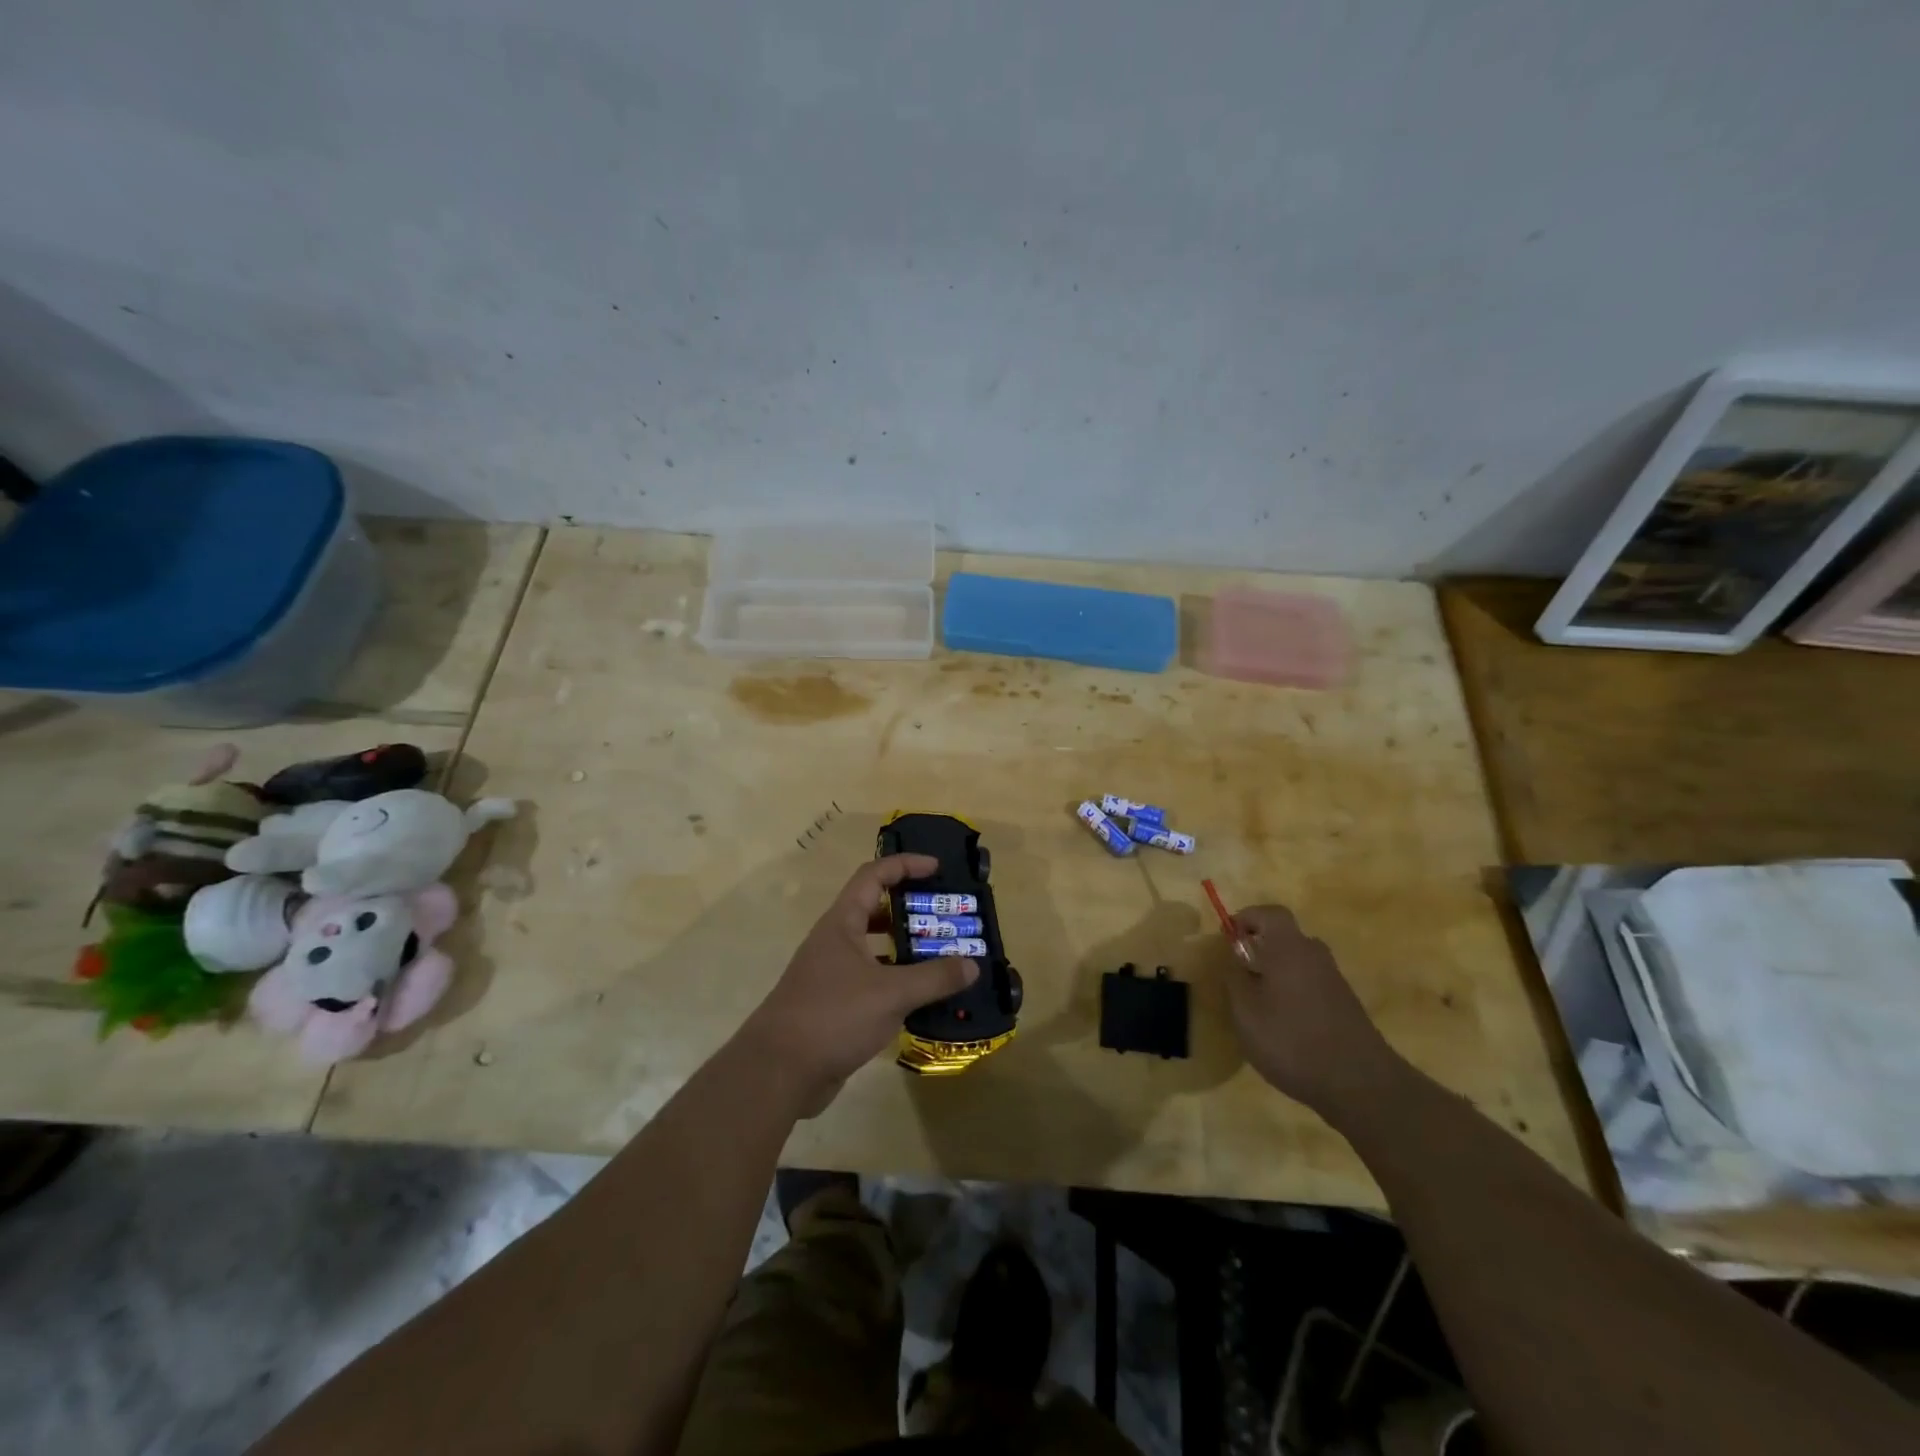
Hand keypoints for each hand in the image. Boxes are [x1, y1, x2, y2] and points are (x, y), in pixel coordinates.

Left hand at [739, 854, 978, 1116]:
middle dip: (912, 910)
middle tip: (948, 918)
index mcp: (842, 924)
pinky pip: (874, 982)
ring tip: (944, 956)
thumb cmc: (832, 1016)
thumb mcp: (891, 994)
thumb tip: (972, 965)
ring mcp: (833, 975)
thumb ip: (934, 978)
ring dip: (907, 949)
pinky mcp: (836, 1006)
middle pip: (876, 910)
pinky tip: (924, 998)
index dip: (905, 865)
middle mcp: (836, 942)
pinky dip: (899, 983)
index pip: (874, 876)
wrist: (778, 1072)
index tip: (937, 868)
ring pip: (876, 950)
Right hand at [1222, 903, 1402, 1114]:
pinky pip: (1311, 984)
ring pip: (1299, 962)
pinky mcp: (1345, 1005)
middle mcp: (1315, 956)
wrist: (1361, 1085)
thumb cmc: (1293, 1041)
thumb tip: (1233, 958)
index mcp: (1289, 948)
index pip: (1269, 913)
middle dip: (1260, 947)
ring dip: (1277, 972)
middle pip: (1285, 937)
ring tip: (1258, 1002)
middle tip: (1240, 971)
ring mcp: (1334, 981)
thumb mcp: (1246, 1013)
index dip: (1246, 918)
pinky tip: (1284, 1024)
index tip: (1228, 937)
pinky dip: (1293, 992)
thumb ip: (1235, 979)